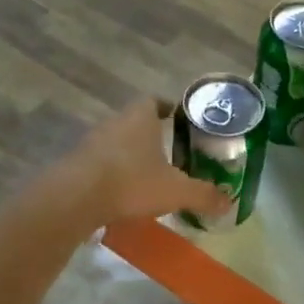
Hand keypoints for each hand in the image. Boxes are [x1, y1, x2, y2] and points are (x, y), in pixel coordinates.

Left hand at [63, 98, 230, 226]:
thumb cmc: (131, 183)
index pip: (154, 101)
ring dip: (130, 155)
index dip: (168, 108)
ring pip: (117, 143)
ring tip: (147, 175)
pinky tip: (122, 193)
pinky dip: (112, 174)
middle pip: (135, 122)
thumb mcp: (176, 191)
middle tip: (170, 153)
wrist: (73, 199)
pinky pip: (100, 163)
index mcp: (140, 118)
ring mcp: (91, 142)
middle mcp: (114, 122)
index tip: (179, 120)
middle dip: (152, 136)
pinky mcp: (75, 164)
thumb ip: (203, 195)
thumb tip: (229, 203)